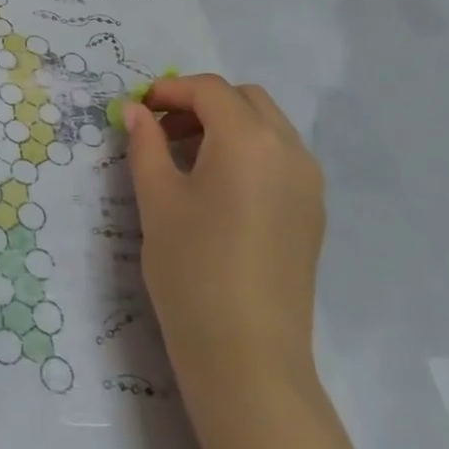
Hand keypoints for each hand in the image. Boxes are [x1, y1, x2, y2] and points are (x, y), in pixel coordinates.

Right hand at [123, 76, 324, 421]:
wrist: (248, 357)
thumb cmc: (193, 269)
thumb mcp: (157, 199)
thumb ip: (145, 144)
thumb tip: (135, 110)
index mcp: (249, 139)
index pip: (209, 90)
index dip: (170, 91)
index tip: (139, 109)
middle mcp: (288, 149)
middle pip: (244, 99)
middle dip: (201, 103)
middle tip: (164, 132)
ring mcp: (308, 182)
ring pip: (267, 125)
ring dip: (227, 125)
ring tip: (187, 159)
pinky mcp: (313, 212)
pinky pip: (280, 156)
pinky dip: (249, 150)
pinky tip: (219, 187)